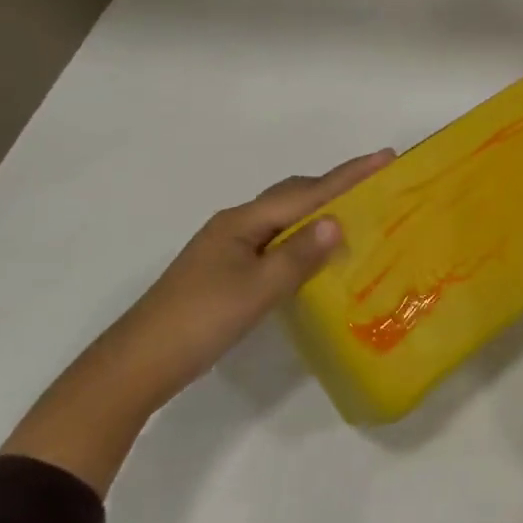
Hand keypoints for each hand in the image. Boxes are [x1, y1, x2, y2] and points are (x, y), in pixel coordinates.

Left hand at [115, 149, 396, 393]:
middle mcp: (235, 225)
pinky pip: (274, 240)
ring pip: (283, 218)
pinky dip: (301, 237)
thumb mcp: (257, 290)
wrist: (136, 365)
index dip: (348, 175)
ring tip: (353, 213)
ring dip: (317, 211)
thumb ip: (299, 255)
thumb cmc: (200, 322)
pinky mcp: (224, 270)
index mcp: (243, 221)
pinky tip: (313, 254)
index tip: (385, 156)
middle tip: (374, 183)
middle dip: (334, 186)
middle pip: (293, 196)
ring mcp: (227, 247)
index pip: (306, 192)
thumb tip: (336, 221)